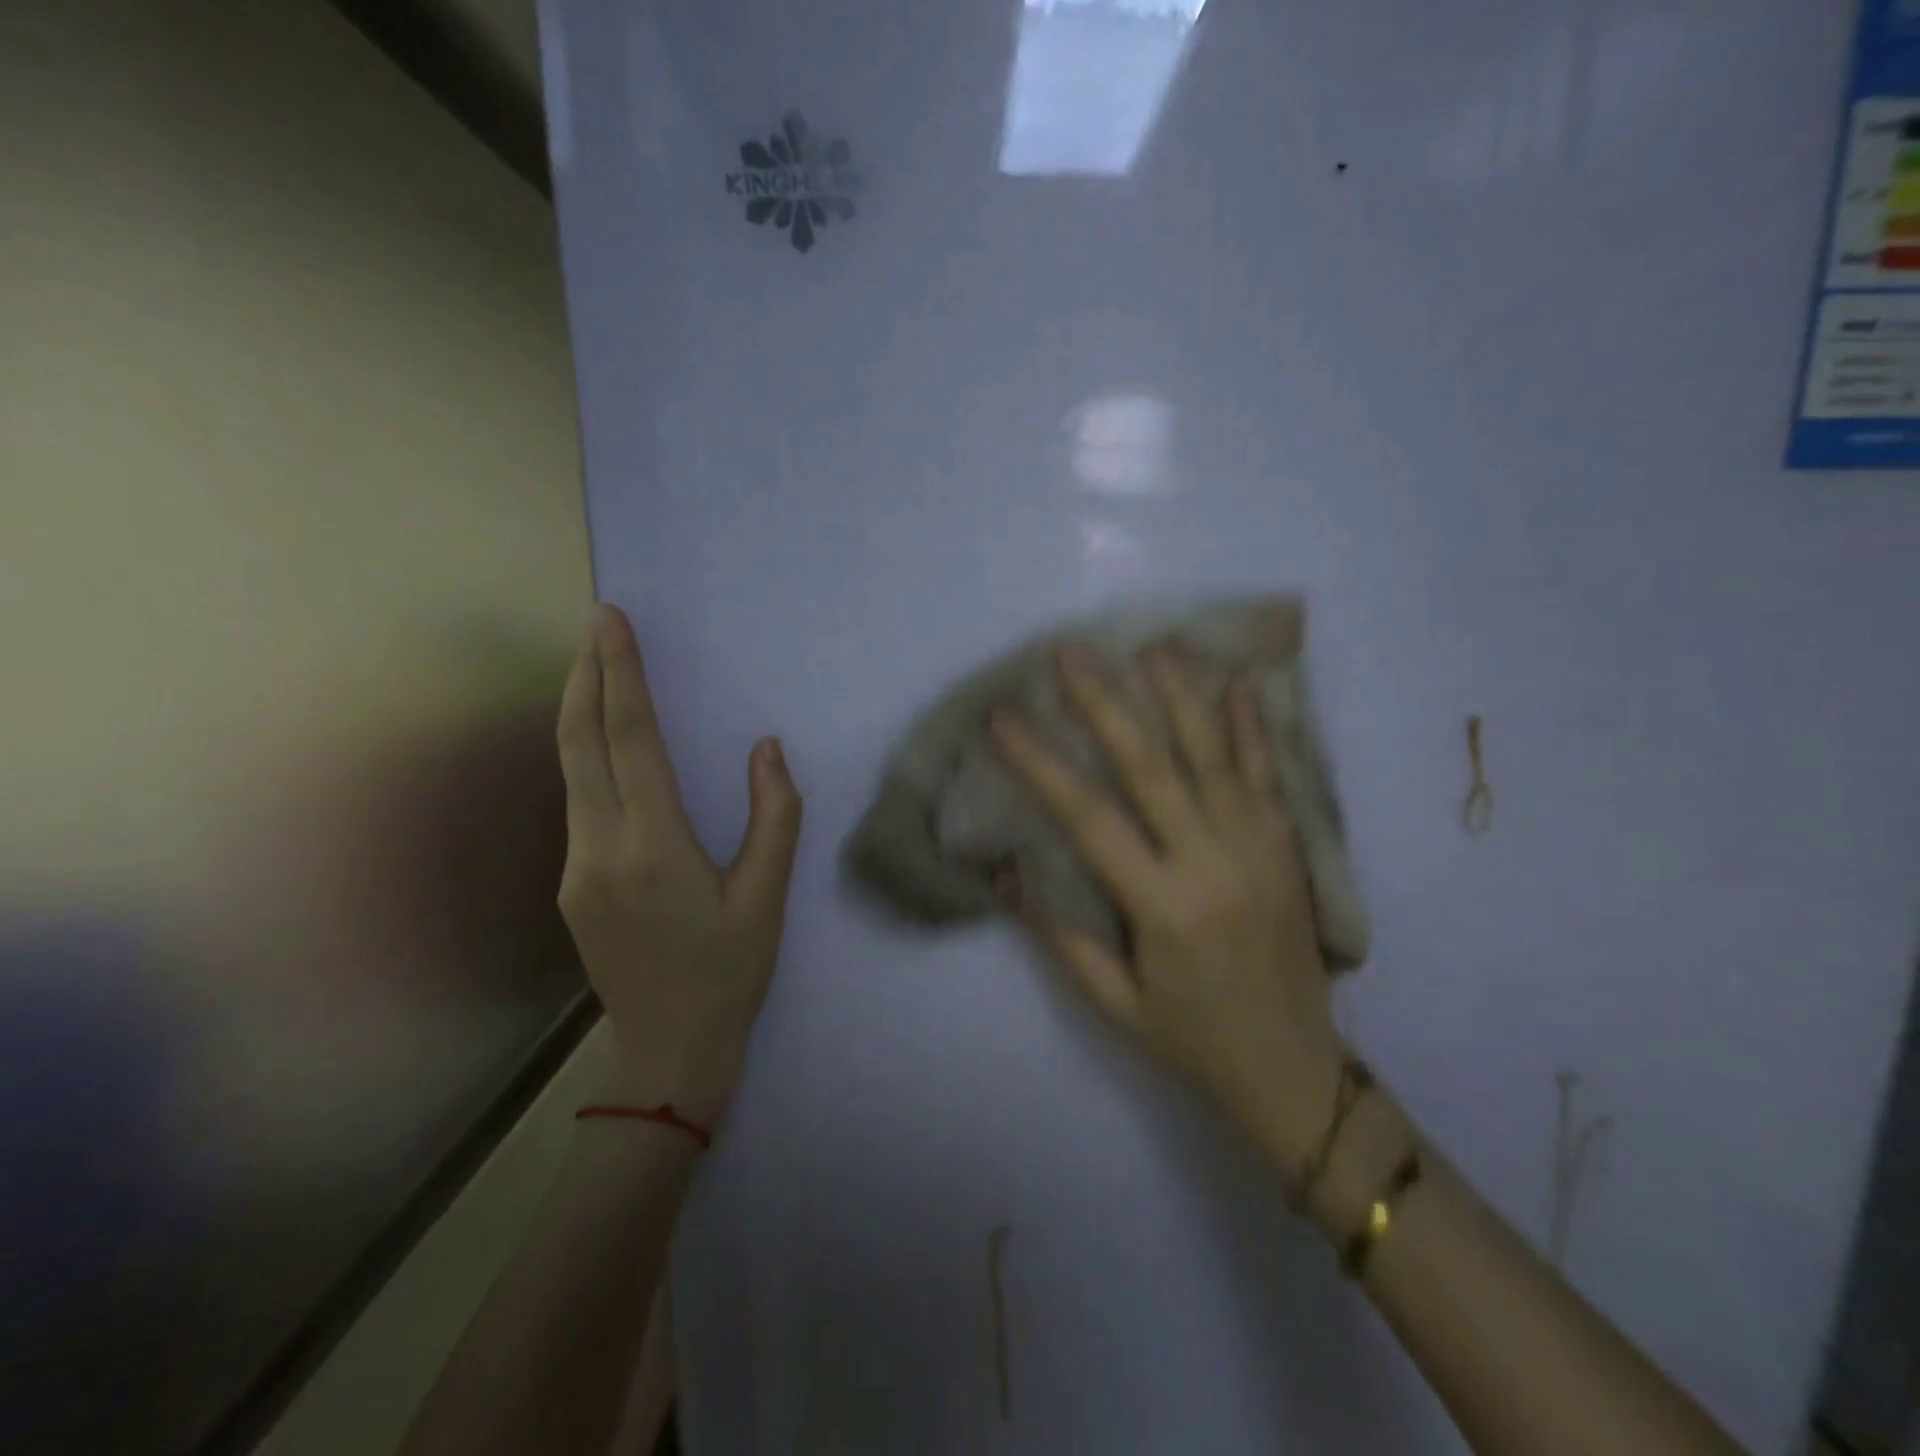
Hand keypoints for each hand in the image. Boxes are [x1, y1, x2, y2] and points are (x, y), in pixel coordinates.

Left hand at [555, 605, 802, 1124]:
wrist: (668, 1050)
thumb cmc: (729, 971)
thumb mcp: (767, 897)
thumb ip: (774, 816)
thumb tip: (766, 747)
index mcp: (653, 847)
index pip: (630, 740)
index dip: (622, 676)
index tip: (612, 623)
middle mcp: (599, 849)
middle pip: (579, 744)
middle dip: (585, 677)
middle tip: (596, 627)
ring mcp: (575, 869)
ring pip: (570, 772)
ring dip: (581, 713)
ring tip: (597, 669)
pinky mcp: (572, 885)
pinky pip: (577, 802)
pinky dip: (586, 757)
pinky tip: (605, 747)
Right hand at [989, 647, 1343, 1176]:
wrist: (1298, 1070)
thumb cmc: (1193, 1041)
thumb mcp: (1115, 1004)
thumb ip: (1062, 938)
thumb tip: (1008, 874)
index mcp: (1163, 906)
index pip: (1089, 818)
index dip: (1040, 764)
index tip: (1003, 718)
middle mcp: (1212, 863)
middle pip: (1150, 766)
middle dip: (1105, 704)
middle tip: (1071, 653)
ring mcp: (1258, 849)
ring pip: (1213, 756)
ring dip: (1180, 696)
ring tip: (1152, 647)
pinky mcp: (1288, 848)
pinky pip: (1268, 776)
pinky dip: (1251, 728)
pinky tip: (1238, 683)